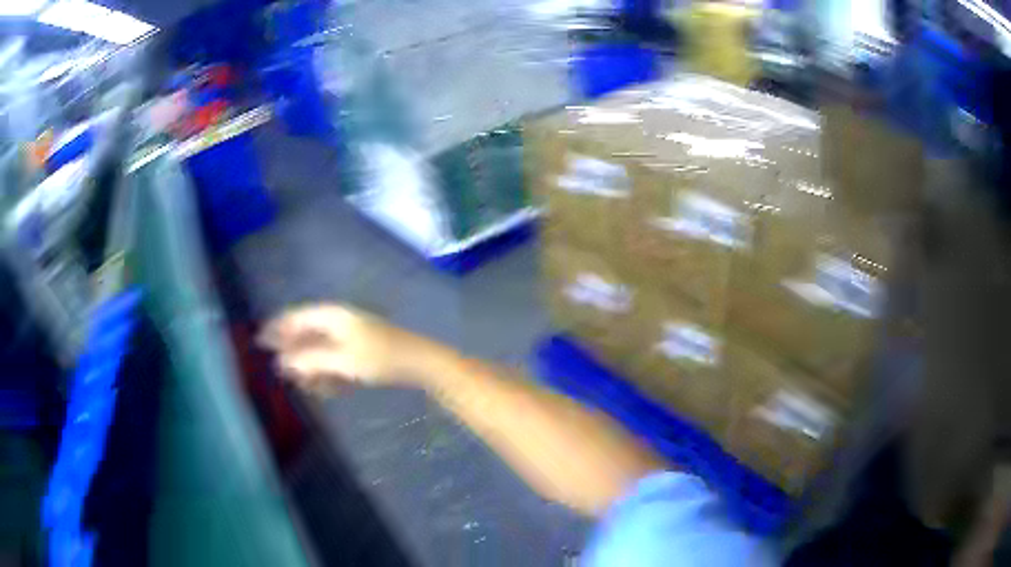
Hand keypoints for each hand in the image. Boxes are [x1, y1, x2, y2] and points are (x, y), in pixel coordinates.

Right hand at [259, 304, 434, 392]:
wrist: (420, 362)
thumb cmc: (379, 357)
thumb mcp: (341, 360)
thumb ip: (310, 360)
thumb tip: (282, 362)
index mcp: (332, 315)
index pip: (296, 317)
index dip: (277, 328)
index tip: (260, 341)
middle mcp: (339, 321)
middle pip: (308, 334)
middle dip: (294, 353)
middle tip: (282, 372)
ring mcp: (351, 336)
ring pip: (322, 350)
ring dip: (312, 367)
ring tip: (306, 385)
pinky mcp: (361, 351)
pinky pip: (336, 360)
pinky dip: (328, 372)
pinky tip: (327, 388)